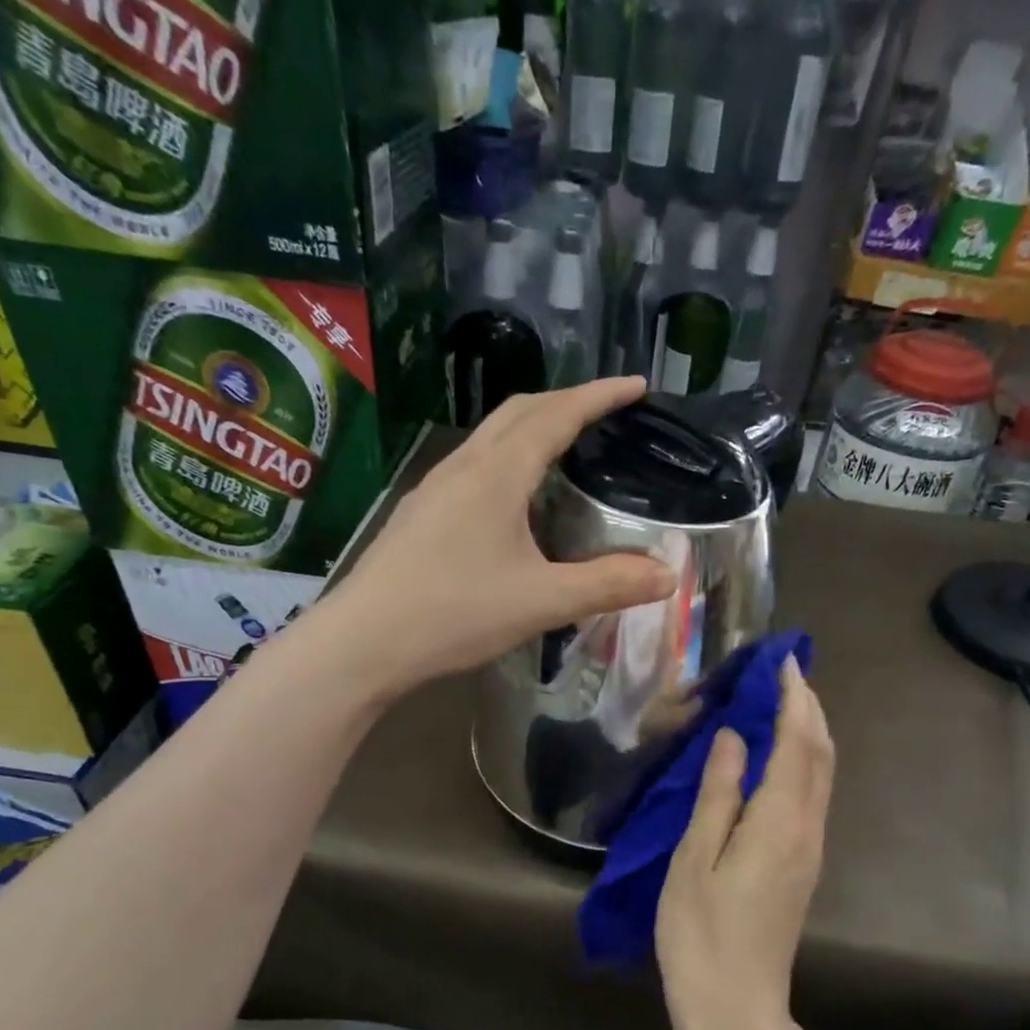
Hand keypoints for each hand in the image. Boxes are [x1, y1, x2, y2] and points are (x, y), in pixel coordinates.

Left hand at [328, 380, 677, 693]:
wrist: (362, 643)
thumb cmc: (454, 614)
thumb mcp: (542, 601)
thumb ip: (608, 585)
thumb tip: (667, 575)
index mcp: (497, 474)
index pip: (556, 415)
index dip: (599, 396)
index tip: (637, 386)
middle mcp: (463, 467)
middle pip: (519, 412)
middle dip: (566, 402)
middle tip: (605, 413)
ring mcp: (434, 488)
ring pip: (491, 437)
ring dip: (532, 427)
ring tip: (566, 447)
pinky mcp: (420, 514)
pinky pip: (473, 465)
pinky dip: (508, 458)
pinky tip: (515, 498)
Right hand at [656, 659, 835, 1029]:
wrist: (737, 1009)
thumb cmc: (701, 935)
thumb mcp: (694, 859)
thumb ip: (717, 794)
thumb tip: (734, 739)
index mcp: (778, 822)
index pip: (797, 743)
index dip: (794, 699)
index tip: (784, 662)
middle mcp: (806, 829)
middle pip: (820, 754)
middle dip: (810, 708)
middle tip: (786, 673)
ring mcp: (810, 849)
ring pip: (822, 775)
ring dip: (810, 732)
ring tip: (783, 702)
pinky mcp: (803, 865)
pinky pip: (812, 796)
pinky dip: (803, 761)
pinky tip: (779, 756)